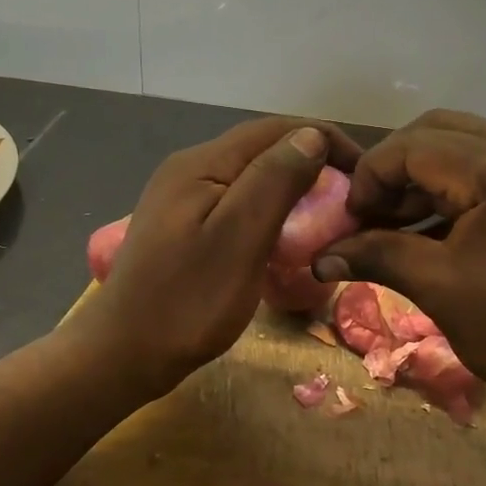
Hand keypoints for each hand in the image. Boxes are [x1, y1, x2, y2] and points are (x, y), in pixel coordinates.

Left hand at [71, 116, 362, 400]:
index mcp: (202, 164)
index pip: (276, 130)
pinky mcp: (183, 225)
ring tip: (326, 217)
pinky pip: (236, 203)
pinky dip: (269, 211)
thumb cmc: (186, 302)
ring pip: (250, 177)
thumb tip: (312, 135)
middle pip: (262, 150)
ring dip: (292, 188)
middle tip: (349, 201)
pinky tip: (283, 237)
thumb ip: (274, 181)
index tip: (363, 175)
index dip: (324, 141)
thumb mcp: (239, 240)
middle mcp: (189, 169)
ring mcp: (182, 198)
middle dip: (311, 164)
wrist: (122, 354)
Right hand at [313, 110, 485, 426]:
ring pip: (460, 148)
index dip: (370, 178)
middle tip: (369, 215)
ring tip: (390, 226)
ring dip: (418, 179)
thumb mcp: (441, 289)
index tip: (349, 223)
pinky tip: (424, 231)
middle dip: (392, 169)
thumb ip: (378, 256)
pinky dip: (447, 191)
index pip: (413, 145)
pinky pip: (482, 173)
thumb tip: (319, 257)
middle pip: (436, 132)